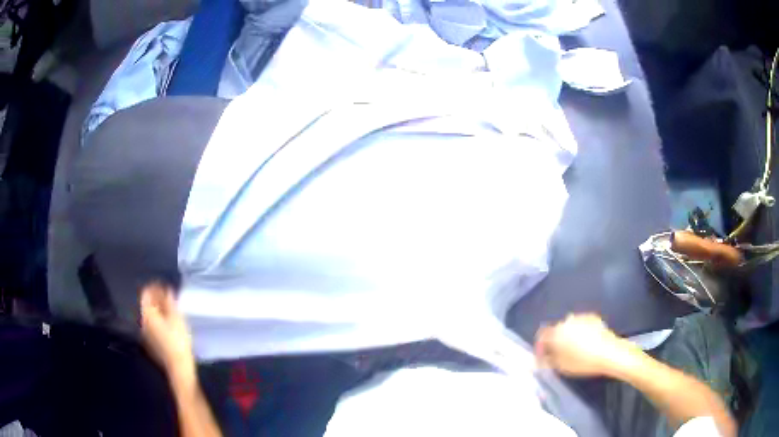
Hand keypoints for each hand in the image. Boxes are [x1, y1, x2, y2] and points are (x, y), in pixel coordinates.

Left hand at [140, 283, 195, 381]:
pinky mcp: (151, 343)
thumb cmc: (178, 340)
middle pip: (147, 305)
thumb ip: (170, 302)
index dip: (154, 287)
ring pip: (150, 316)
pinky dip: (158, 320)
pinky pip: (152, 326)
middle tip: (168, 297)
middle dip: (156, 299)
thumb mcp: (177, 318)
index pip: (146, 294)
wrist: (179, 367)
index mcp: (147, 314)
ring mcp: (146, 334)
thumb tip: (167, 291)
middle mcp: (143, 322)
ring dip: (158, 310)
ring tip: (170, 310)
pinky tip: (168, 324)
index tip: (164, 286)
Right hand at [534, 313, 636, 377]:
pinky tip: (585, 344)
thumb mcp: (561, 366)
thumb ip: (548, 360)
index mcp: (557, 332)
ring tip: (573, 350)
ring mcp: (581, 317)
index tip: (542, 357)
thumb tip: (542, 358)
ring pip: (569, 327)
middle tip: (558, 356)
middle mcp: (567, 321)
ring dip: (567, 337)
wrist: (610, 353)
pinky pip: (580, 325)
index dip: (540, 347)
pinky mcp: (592, 318)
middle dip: (555, 342)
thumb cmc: (583, 362)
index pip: (542, 335)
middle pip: (556, 330)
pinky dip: (579, 333)